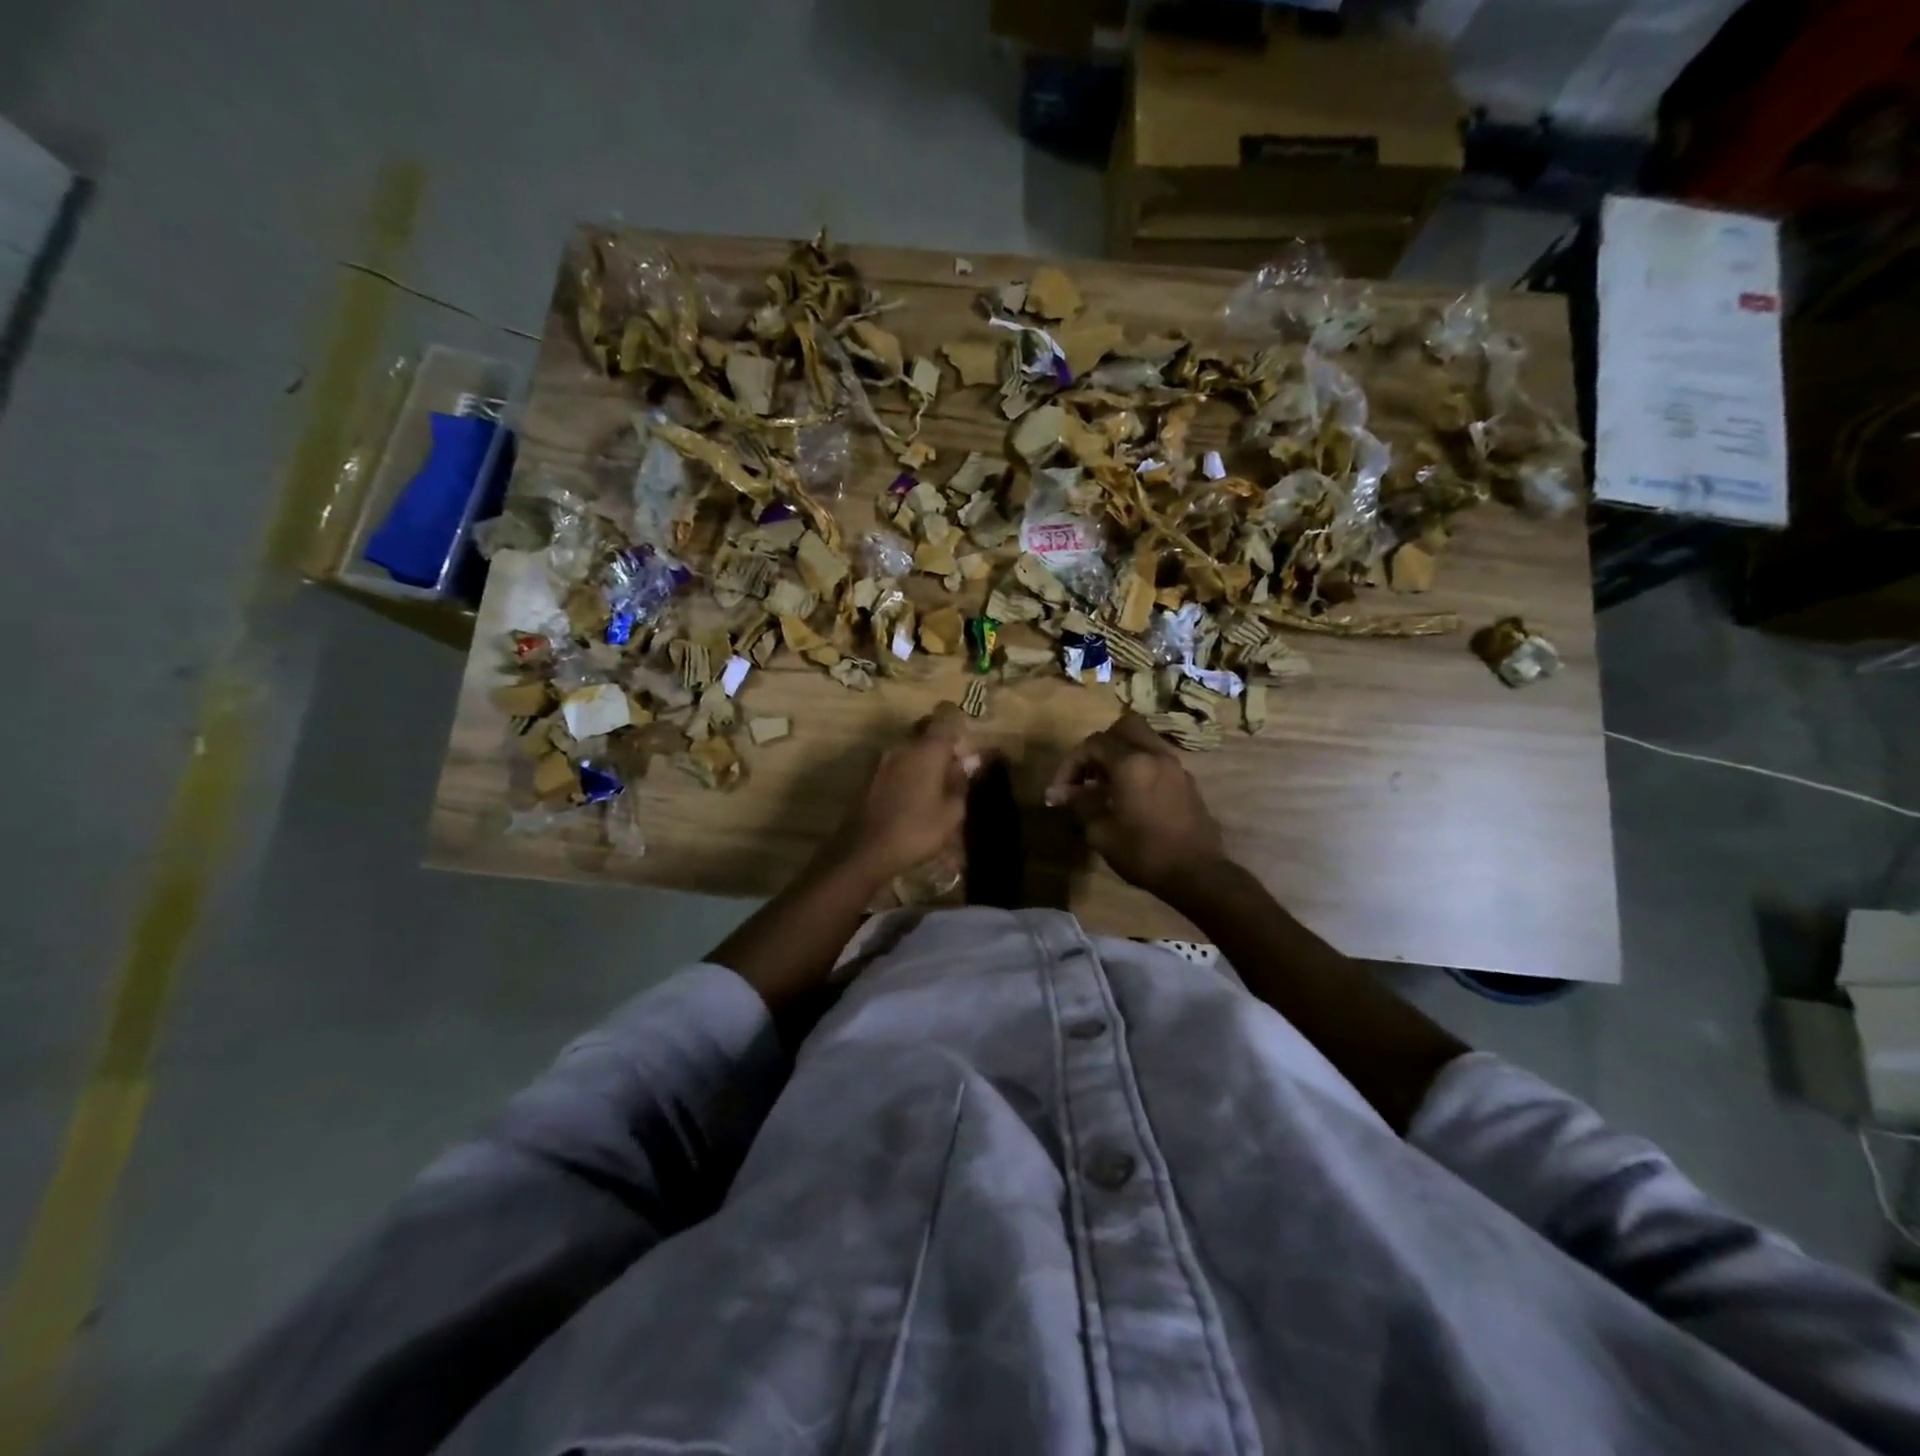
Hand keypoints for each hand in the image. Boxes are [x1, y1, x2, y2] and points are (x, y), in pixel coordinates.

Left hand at [823, 703, 982, 885]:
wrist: (864, 850)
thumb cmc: (916, 831)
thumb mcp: (951, 813)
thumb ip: (961, 782)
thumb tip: (969, 762)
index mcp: (926, 749)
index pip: (945, 715)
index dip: (957, 721)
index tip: (965, 742)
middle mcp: (902, 746)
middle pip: (925, 729)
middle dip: (941, 742)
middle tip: (953, 768)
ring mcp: (880, 759)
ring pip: (908, 747)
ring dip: (922, 759)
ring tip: (933, 788)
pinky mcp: (867, 775)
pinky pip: (895, 763)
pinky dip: (907, 771)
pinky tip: (911, 797)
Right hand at [1046, 711, 1227, 898]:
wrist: (1197, 874)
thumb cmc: (1144, 853)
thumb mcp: (1101, 832)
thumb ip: (1079, 803)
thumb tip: (1057, 793)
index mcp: (1132, 764)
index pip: (1093, 744)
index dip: (1071, 763)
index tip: (1061, 790)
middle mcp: (1155, 755)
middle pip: (1123, 727)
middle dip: (1100, 746)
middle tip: (1088, 774)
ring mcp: (1175, 766)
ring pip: (1143, 739)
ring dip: (1121, 753)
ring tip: (1107, 785)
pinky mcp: (1186, 780)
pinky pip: (1157, 758)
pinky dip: (1139, 764)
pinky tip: (1131, 795)